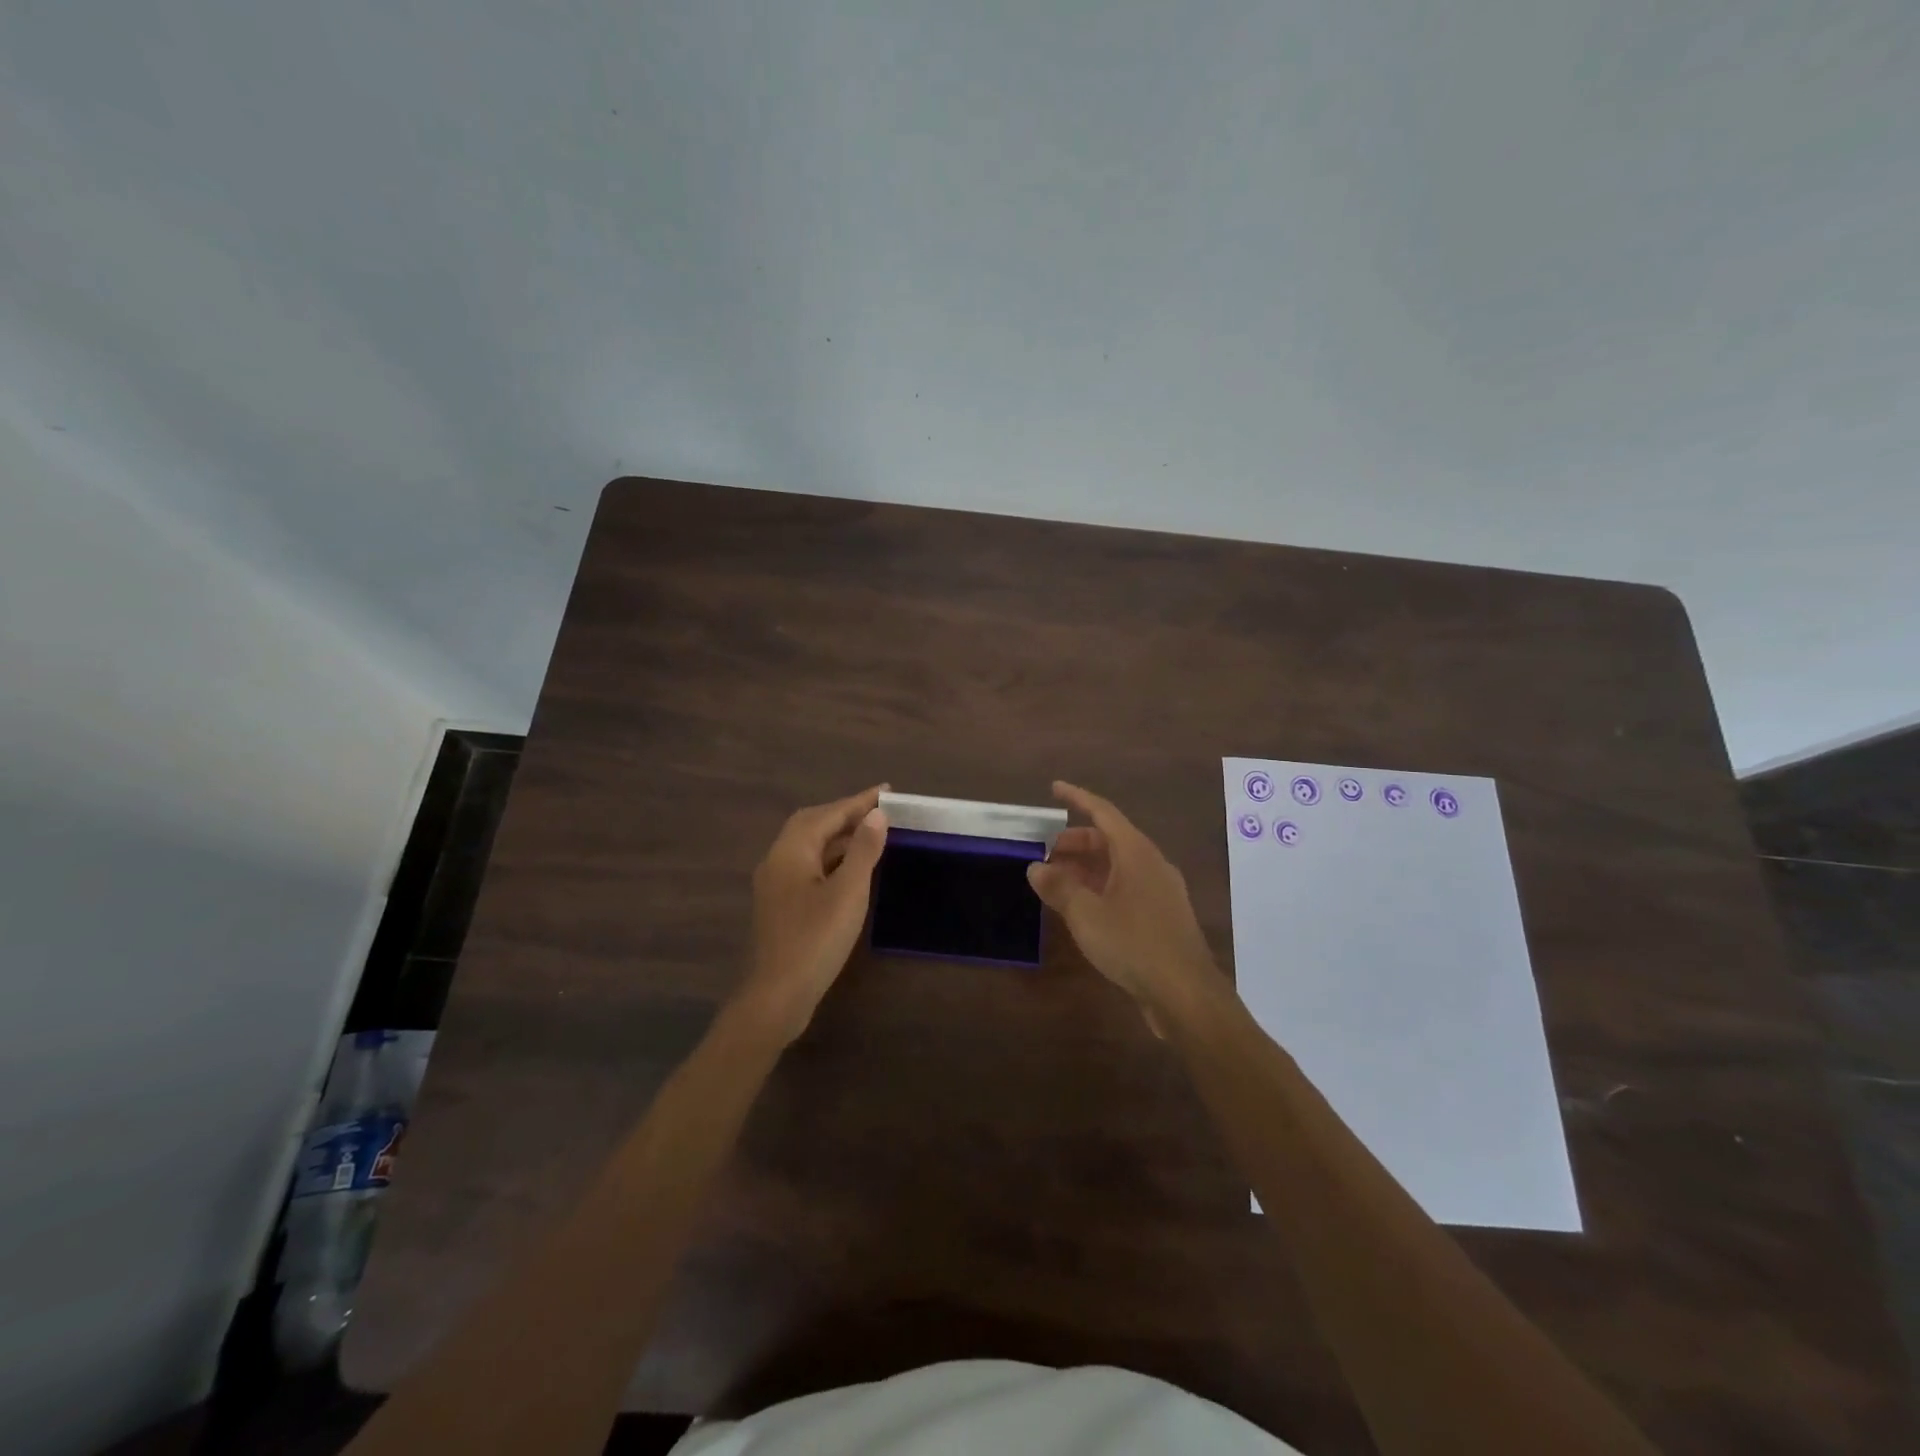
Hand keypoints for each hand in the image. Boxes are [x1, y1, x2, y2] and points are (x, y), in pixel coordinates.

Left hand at [736, 785, 889, 1043]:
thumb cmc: (816, 939)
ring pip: (809, 847)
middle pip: (812, 825)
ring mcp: (776, 885)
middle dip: (845, 814)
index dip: (858, 801)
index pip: (828, 814)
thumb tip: (876, 815)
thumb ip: (863, 850)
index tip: (887, 790)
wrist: (778, 996)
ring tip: (871, 833)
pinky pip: (808, 867)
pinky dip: (832, 859)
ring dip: (838, 836)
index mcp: (791, 851)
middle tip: (879, 810)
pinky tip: (852, 869)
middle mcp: (777, 860)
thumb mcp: (848, 891)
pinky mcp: (781, 905)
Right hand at [1027, 781, 1226, 1032]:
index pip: (1103, 812)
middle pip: (1110, 840)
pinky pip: (1127, 888)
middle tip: (1047, 853)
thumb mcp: (1086, 914)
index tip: (1054, 789)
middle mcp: (1152, 864)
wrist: (1185, 994)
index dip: (1077, 798)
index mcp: (1137, 853)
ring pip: (1118, 866)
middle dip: (1076, 842)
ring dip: (1087, 868)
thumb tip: (1036, 867)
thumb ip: (1059, 887)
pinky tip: (1084, 910)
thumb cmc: (1134, 944)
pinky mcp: (1163, 917)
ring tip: (1058, 882)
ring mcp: (1161, 891)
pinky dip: (1101, 888)